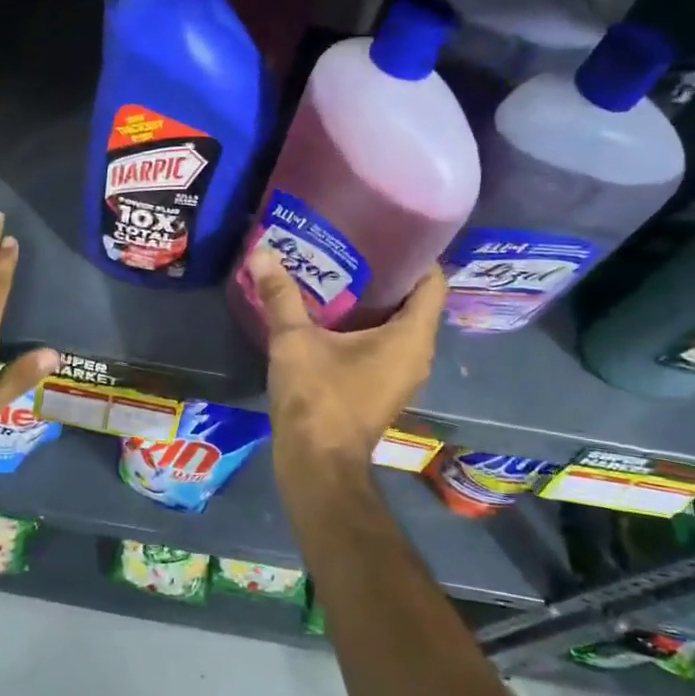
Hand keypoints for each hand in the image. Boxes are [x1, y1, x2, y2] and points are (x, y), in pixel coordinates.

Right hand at [246, 247, 444, 476]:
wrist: (317, 464)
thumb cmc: (317, 398)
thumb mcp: (294, 341)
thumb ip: (280, 296)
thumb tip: (261, 252)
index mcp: (411, 337)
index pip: (433, 281)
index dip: (415, 253)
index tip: (386, 231)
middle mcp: (417, 354)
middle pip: (415, 301)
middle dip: (387, 273)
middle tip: (354, 245)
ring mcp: (403, 375)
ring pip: (400, 325)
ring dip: (375, 302)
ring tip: (340, 272)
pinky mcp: (385, 388)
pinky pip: (387, 345)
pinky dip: (367, 326)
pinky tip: (334, 314)